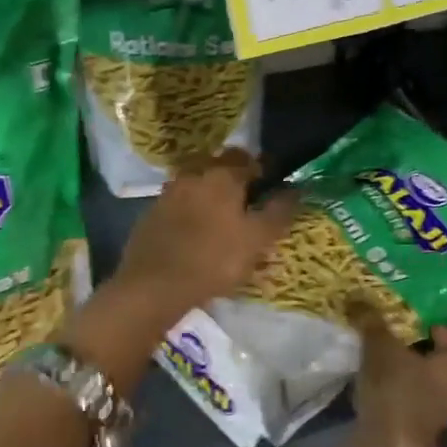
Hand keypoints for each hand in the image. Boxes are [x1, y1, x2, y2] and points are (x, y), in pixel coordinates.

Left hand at [110, 149, 297, 327]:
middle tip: (248, 205)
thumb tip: (295, 189)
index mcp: (222, 176)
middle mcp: (193, 175)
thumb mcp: (257, 239)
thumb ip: (278, 211)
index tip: (271, 192)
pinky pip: (179, 204)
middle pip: (220, 167)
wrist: (153, 285)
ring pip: (197, 185)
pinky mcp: (151, 214)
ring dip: (211, 195)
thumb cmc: (214, 260)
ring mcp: (168, 193)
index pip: (250, 161)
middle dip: (235, 179)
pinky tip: (196, 234)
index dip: (264, 173)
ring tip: (222, 222)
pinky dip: (191, 212)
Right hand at [344, 300, 446, 446]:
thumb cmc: (396, 392)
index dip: (439, 332)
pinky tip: (372, 384)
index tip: (416, 325)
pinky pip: (405, 403)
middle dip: (420, 354)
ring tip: (378, 360)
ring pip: (422, 385)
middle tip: (395, 340)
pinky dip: (393, 395)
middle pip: (441, 366)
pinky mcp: (413, 430)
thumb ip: (371, 322)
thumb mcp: (380, 348)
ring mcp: (435, 414)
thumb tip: (357, 296)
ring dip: (406, 376)